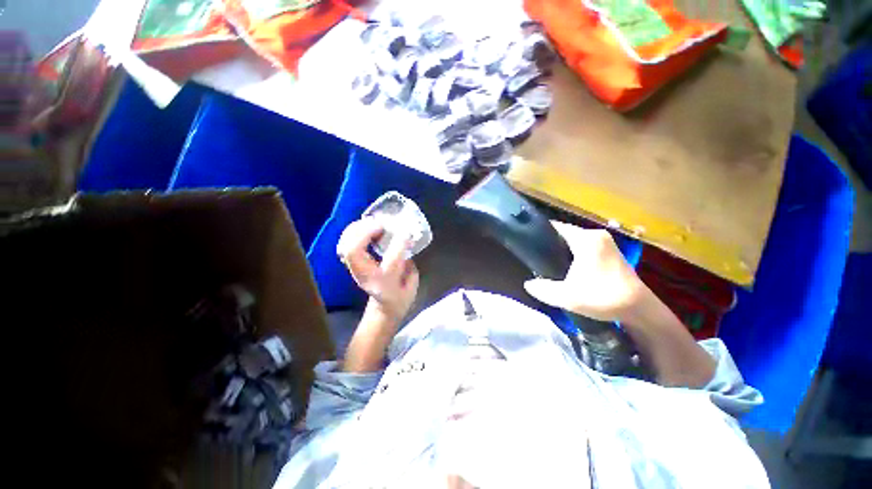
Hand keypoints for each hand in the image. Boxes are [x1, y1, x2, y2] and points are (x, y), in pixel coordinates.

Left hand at [337, 218, 419, 322]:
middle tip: (381, 224)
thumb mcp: (410, 283)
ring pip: (346, 247)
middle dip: (366, 233)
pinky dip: (352, 232)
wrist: (385, 306)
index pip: (390, 262)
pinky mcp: (352, 263)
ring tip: (372, 222)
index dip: (399, 246)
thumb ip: (408, 265)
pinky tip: (364, 226)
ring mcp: (355, 269)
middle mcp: (365, 276)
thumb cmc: (400, 295)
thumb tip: (406, 241)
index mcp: (384, 283)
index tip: (406, 234)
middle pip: (354, 253)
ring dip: (357, 230)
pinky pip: (344, 244)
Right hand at [523, 221, 646, 321]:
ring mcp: (605, 242)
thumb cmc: (603, 298)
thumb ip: (543, 289)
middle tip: (533, 256)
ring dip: (560, 249)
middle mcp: (596, 235)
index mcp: (586, 239)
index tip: (526, 242)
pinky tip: (564, 266)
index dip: (539, 233)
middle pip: (564, 233)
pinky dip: (572, 253)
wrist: (640, 310)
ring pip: (574, 240)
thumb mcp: (567, 297)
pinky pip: (583, 246)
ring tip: (544, 261)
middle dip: (548, 243)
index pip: (555, 227)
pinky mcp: (610, 251)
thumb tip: (527, 284)